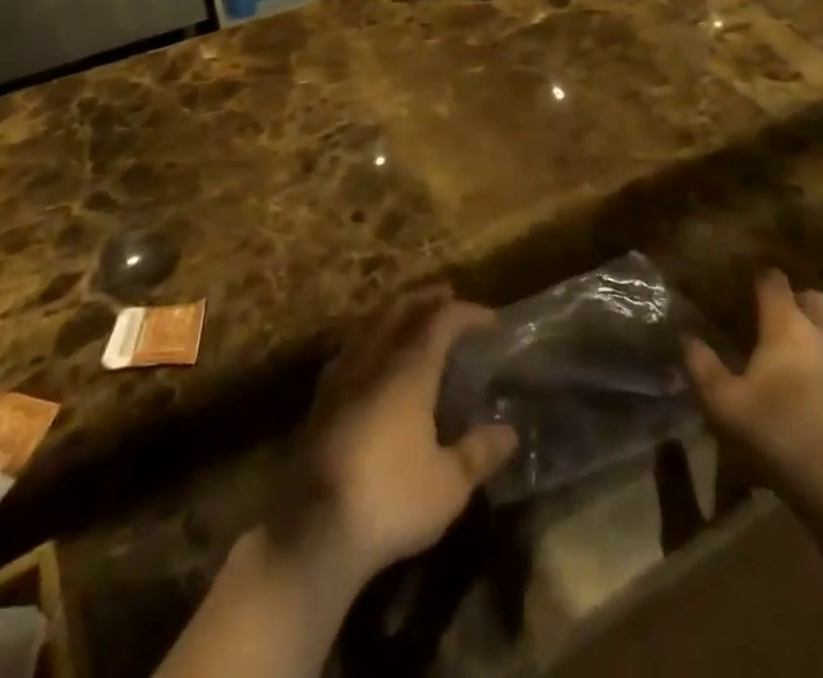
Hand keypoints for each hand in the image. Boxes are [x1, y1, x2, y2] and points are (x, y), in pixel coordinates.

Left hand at [276, 287, 516, 582]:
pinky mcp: (320, 397)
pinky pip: (350, 347)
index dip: (467, 313)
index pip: (441, 321)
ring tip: (410, 315)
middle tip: (446, 294)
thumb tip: (508, 431)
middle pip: (399, 308)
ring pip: (370, 323)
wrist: (313, 528)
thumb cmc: (391, 499)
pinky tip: (370, 355)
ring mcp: (341, 374)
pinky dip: (369, 336)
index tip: (490, 320)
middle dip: (425, 297)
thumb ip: (478, 452)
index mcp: (409, 369)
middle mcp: (374, 358)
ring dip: (394, 311)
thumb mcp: (448, 485)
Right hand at [683, 270, 822, 503]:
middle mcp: (822, 336)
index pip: (774, 281)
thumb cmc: (776, 433)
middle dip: (794, 300)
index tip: (741, 283)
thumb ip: (701, 364)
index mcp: (787, 326)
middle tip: (769, 318)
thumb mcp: (722, 402)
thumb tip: (688, 337)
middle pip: (813, 299)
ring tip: (785, 359)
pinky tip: (808, 397)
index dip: (757, 277)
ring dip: (811, 336)